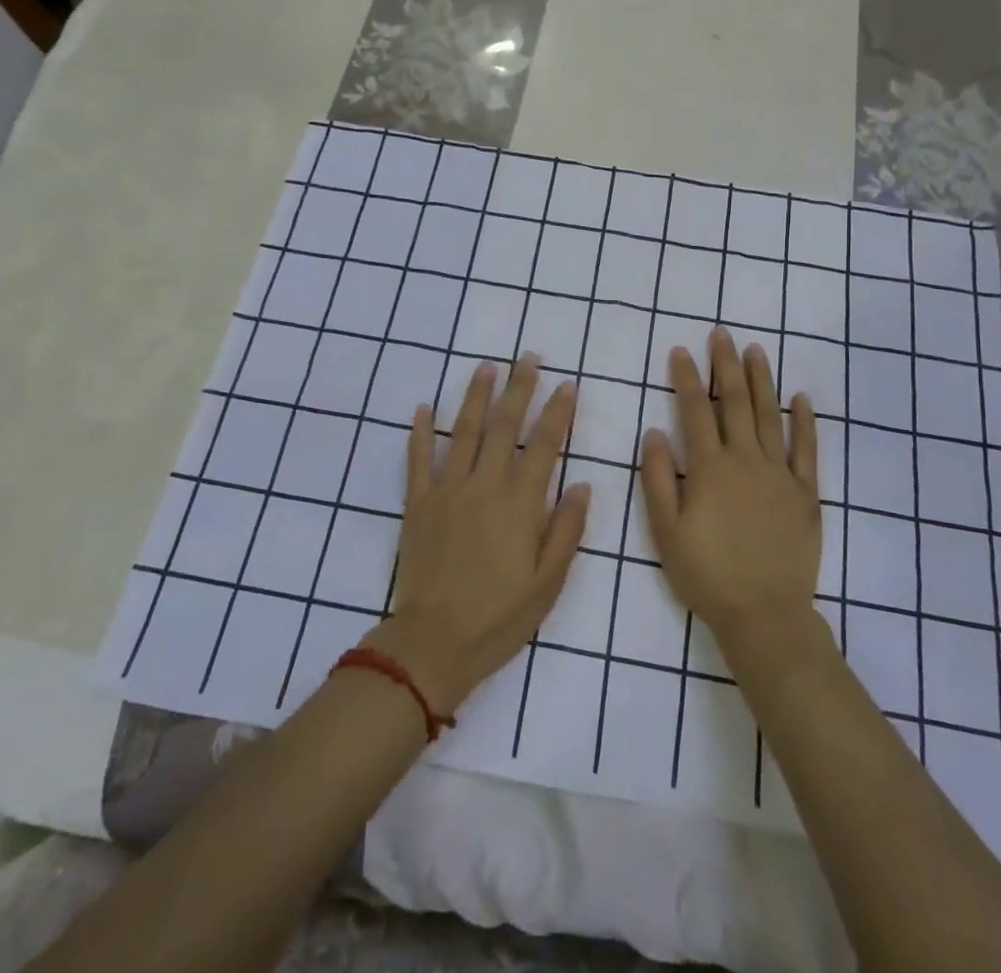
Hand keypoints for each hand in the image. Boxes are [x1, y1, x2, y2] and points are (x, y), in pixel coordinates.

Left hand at [363, 355, 588, 716]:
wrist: (433, 644)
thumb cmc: (499, 616)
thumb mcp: (548, 582)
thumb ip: (566, 530)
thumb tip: (583, 486)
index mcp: (519, 502)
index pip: (543, 444)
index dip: (557, 412)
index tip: (567, 384)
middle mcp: (484, 484)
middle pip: (504, 425)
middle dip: (519, 387)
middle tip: (528, 357)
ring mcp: (447, 490)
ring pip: (463, 431)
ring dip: (475, 395)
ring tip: (486, 366)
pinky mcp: (418, 502)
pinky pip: (418, 459)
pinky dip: (420, 432)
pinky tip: (422, 407)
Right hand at [640, 327, 821, 657]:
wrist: (765, 615)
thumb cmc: (707, 574)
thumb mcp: (666, 532)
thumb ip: (658, 479)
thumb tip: (654, 431)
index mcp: (709, 469)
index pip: (696, 411)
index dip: (688, 378)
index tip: (681, 350)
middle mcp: (746, 461)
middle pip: (735, 402)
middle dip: (726, 365)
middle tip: (721, 333)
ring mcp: (780, 474)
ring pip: (771, 415)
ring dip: (762, 380)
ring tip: (756, 350)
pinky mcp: (806, 492)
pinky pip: (807, 449)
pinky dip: (805, 421)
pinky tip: (801, 397)